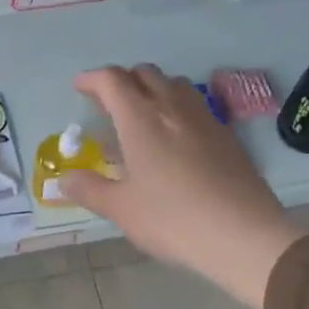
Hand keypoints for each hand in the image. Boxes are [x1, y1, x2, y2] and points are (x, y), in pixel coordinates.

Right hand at [60, 66, 303, 308]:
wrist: (244, 235)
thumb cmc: (173, 219)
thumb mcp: (122, 209)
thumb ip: (90, 190)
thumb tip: (64, 180)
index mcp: (141, 119)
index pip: (112, 80)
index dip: (92, 79)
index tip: (79, 87)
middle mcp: (173, 108)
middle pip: (145, 73)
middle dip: (122, 80)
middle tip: (108, 104)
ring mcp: (205, 118)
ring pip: (175, 84)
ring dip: (153, 89)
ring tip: (142, 115)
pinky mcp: (227, 135)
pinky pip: (196, 106)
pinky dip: (177, 108)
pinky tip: (176, 139)